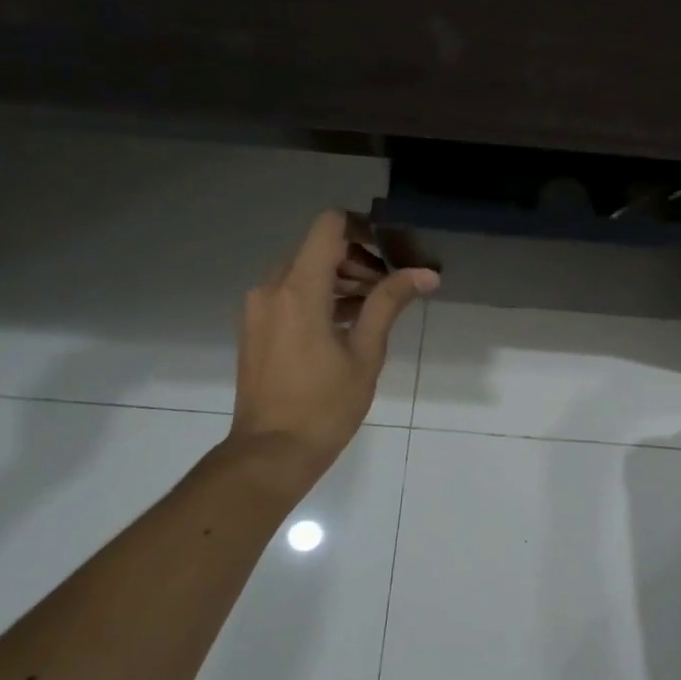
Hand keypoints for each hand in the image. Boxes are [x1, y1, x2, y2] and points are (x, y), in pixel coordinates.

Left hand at [227, 211, 438, 483]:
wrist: (271, 453)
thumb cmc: (324, 405)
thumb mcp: (365, 352)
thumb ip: (389, 303)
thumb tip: (425, 274)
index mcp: (298, 290)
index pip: (329, 226)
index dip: (362, 227)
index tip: (390, 250)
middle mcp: (271, 288)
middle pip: (317, 248)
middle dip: (356, 259)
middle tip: (389, 287)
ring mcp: (258, 308)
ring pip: (302, 271)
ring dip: (338, 279)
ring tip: (373, 308)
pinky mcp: (255, 327)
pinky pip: (289, 293)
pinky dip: (318, 296)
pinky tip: (346, 324)